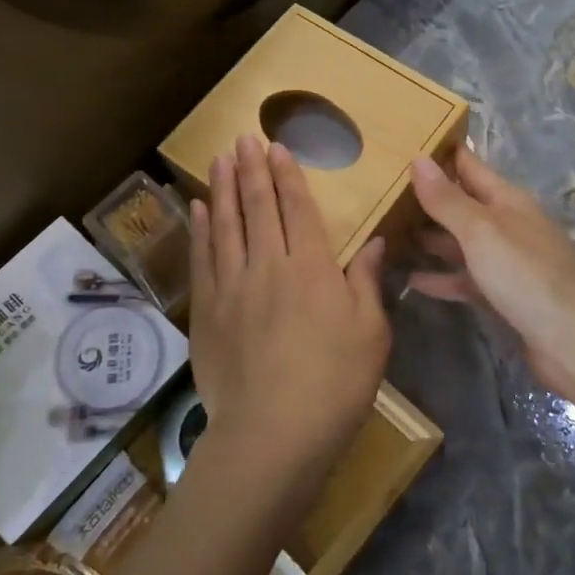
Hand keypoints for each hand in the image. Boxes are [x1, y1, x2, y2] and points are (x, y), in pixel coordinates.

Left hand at [188, 136, 390, 494]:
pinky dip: (200, 230)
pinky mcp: (207, 311)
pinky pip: (203, 259)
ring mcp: (233, 287)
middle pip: (258, 207)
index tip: (277, 147)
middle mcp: (269, 266)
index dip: (288, 175)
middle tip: (243, 138)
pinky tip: (198, 210)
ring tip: (219, 159)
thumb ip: (368, 282)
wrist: (273, 436)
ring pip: (226, 225)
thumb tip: (376, 241)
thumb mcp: (371, 334)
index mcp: (313, 268)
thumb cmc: (335, 385)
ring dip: (222, 188)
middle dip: (251, 169)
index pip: (298, 209)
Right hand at [408, 149, 574, 405]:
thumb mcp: (481, 230)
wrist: (571, 339)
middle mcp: (507, 225)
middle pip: (462, 204)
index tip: (405, 143)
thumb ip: (448, 199)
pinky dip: (441, 278)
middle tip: (383, 191)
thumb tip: (418, 160)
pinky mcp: (502, 295)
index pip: (469, 166)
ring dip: (431, 238)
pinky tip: (411, 280)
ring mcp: (506, 261)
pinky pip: (464, 279)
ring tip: (389, 232)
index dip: (441, 153)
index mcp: (507, 200)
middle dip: (428, 198)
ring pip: (461, 242)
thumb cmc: (525, 273)